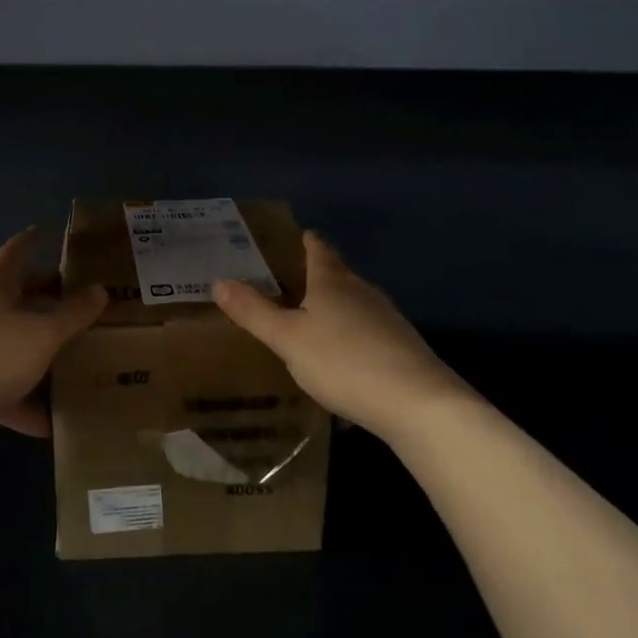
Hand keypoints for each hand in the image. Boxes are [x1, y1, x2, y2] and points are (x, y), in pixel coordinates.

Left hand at [0, 228, 106, 448]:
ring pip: (10, 343)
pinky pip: (0, 386)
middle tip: (79, 298)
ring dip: (38, 352)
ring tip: (74, 360)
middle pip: (16, 297)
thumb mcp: (41, 335)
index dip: (34, 239)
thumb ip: (73, 314)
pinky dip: (24, 400)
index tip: (48, 230)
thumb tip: (99, 290)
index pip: (17, 250)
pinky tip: (50, 423)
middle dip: (46, 297)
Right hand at [213, 231, 468, 440]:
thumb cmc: (344, 362)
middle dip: (320, 275)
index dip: (308, 241)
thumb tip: (219, 281)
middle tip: (296, 279)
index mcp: (333, 282)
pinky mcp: (403, 347)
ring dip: (338, 307)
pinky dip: (354, 336)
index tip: (301, 235)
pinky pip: (370, 332)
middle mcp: (363, 291)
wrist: (417, 403)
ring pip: (357, 303)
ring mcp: (388, 319)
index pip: (319, 250)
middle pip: (340, 274)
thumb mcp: (288, 339)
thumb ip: (254, 312)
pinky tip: (345, 359)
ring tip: (317, 319)